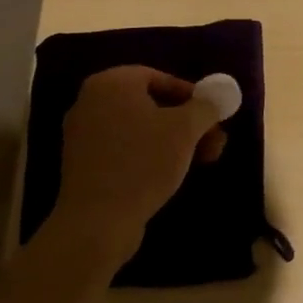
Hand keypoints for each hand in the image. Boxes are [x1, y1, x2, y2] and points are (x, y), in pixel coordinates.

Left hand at [44, 65, 226, 265]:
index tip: (212, 116)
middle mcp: (91, 102)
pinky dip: (149, 154)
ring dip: (175, 140)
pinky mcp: (82, 165)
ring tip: (203, 160)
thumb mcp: (187, 128)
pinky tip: (172, 174)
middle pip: (152, 104)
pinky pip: (124, 148)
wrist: (97, 223)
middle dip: (188, 122)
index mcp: (111, 83)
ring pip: (140, 129)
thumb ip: (206, 105)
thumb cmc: (143, 162)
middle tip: (214, 141)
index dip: (192, 96)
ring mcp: (83, 135)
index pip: (160, 78)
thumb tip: (219, 95)